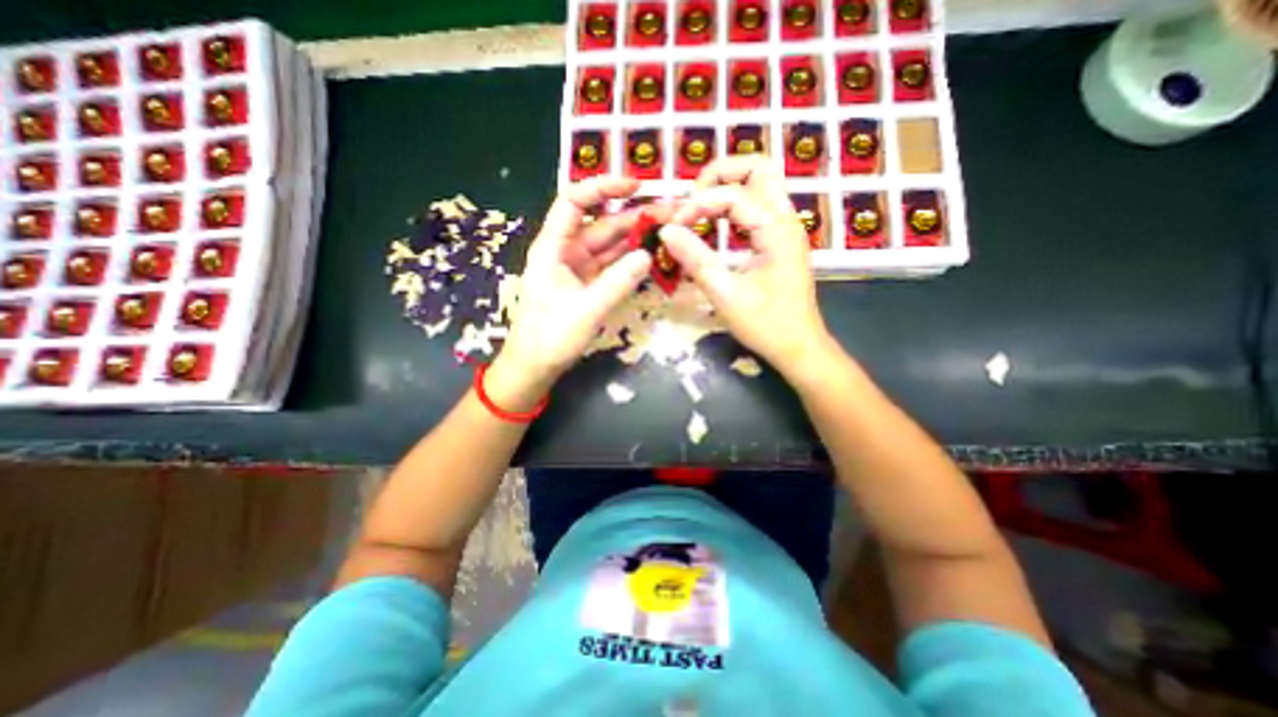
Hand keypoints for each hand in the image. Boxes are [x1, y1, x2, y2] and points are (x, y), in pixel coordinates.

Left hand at [494, 171, 652, 397]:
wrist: (535, 366)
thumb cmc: (550, 337)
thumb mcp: (587, 310)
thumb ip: (618, 282)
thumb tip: (647, 255)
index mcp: (553, 247)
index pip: (574, 202)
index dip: (603, 188)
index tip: (636, 186)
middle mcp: (566, 251)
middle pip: (601, 224)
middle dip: (633, 216)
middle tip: (670, 214)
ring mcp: (579, 269)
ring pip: (609, 245)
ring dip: (636, 238)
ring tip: (668, 232)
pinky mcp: (588, 285)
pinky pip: (611, 266)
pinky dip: (630, 261)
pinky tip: (651, 257)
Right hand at [660, 155, 839, 374]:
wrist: (799, 348)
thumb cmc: (766, 325)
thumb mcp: (726, 295)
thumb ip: (696, 260)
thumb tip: (665, 231)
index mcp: (776, 230)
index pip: (733, 194)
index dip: (698, 204)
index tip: (672, 226)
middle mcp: (786, 220)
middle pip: (758, 167)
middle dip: (720, 174)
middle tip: (692, 199)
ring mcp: (786, 228)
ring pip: (760, 184)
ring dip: (727, 186)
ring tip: (698, 208)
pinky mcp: (781, 241)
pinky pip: (758, 206)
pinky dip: (734, 205)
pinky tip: (715, 224)